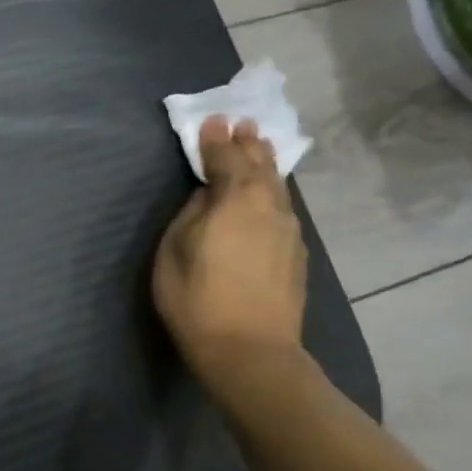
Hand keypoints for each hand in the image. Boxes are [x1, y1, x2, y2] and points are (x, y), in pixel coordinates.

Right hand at [151, 116, 307, 381]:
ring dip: (265, 165)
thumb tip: (208, 195)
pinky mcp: (296, 254)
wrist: (249, 350)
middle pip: (260, 166)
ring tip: (259, 149)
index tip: (212, 120)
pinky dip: (272, 191)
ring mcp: (288, 231)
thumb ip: (192, 213)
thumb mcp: (175, 248)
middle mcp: (269, 206)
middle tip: (243, 124)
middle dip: (249, 144)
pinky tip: (268, 195)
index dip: (216, 139)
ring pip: (276, 187)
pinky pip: (282, 208)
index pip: (226, 158)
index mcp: (236, 199)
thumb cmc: (197, 297)